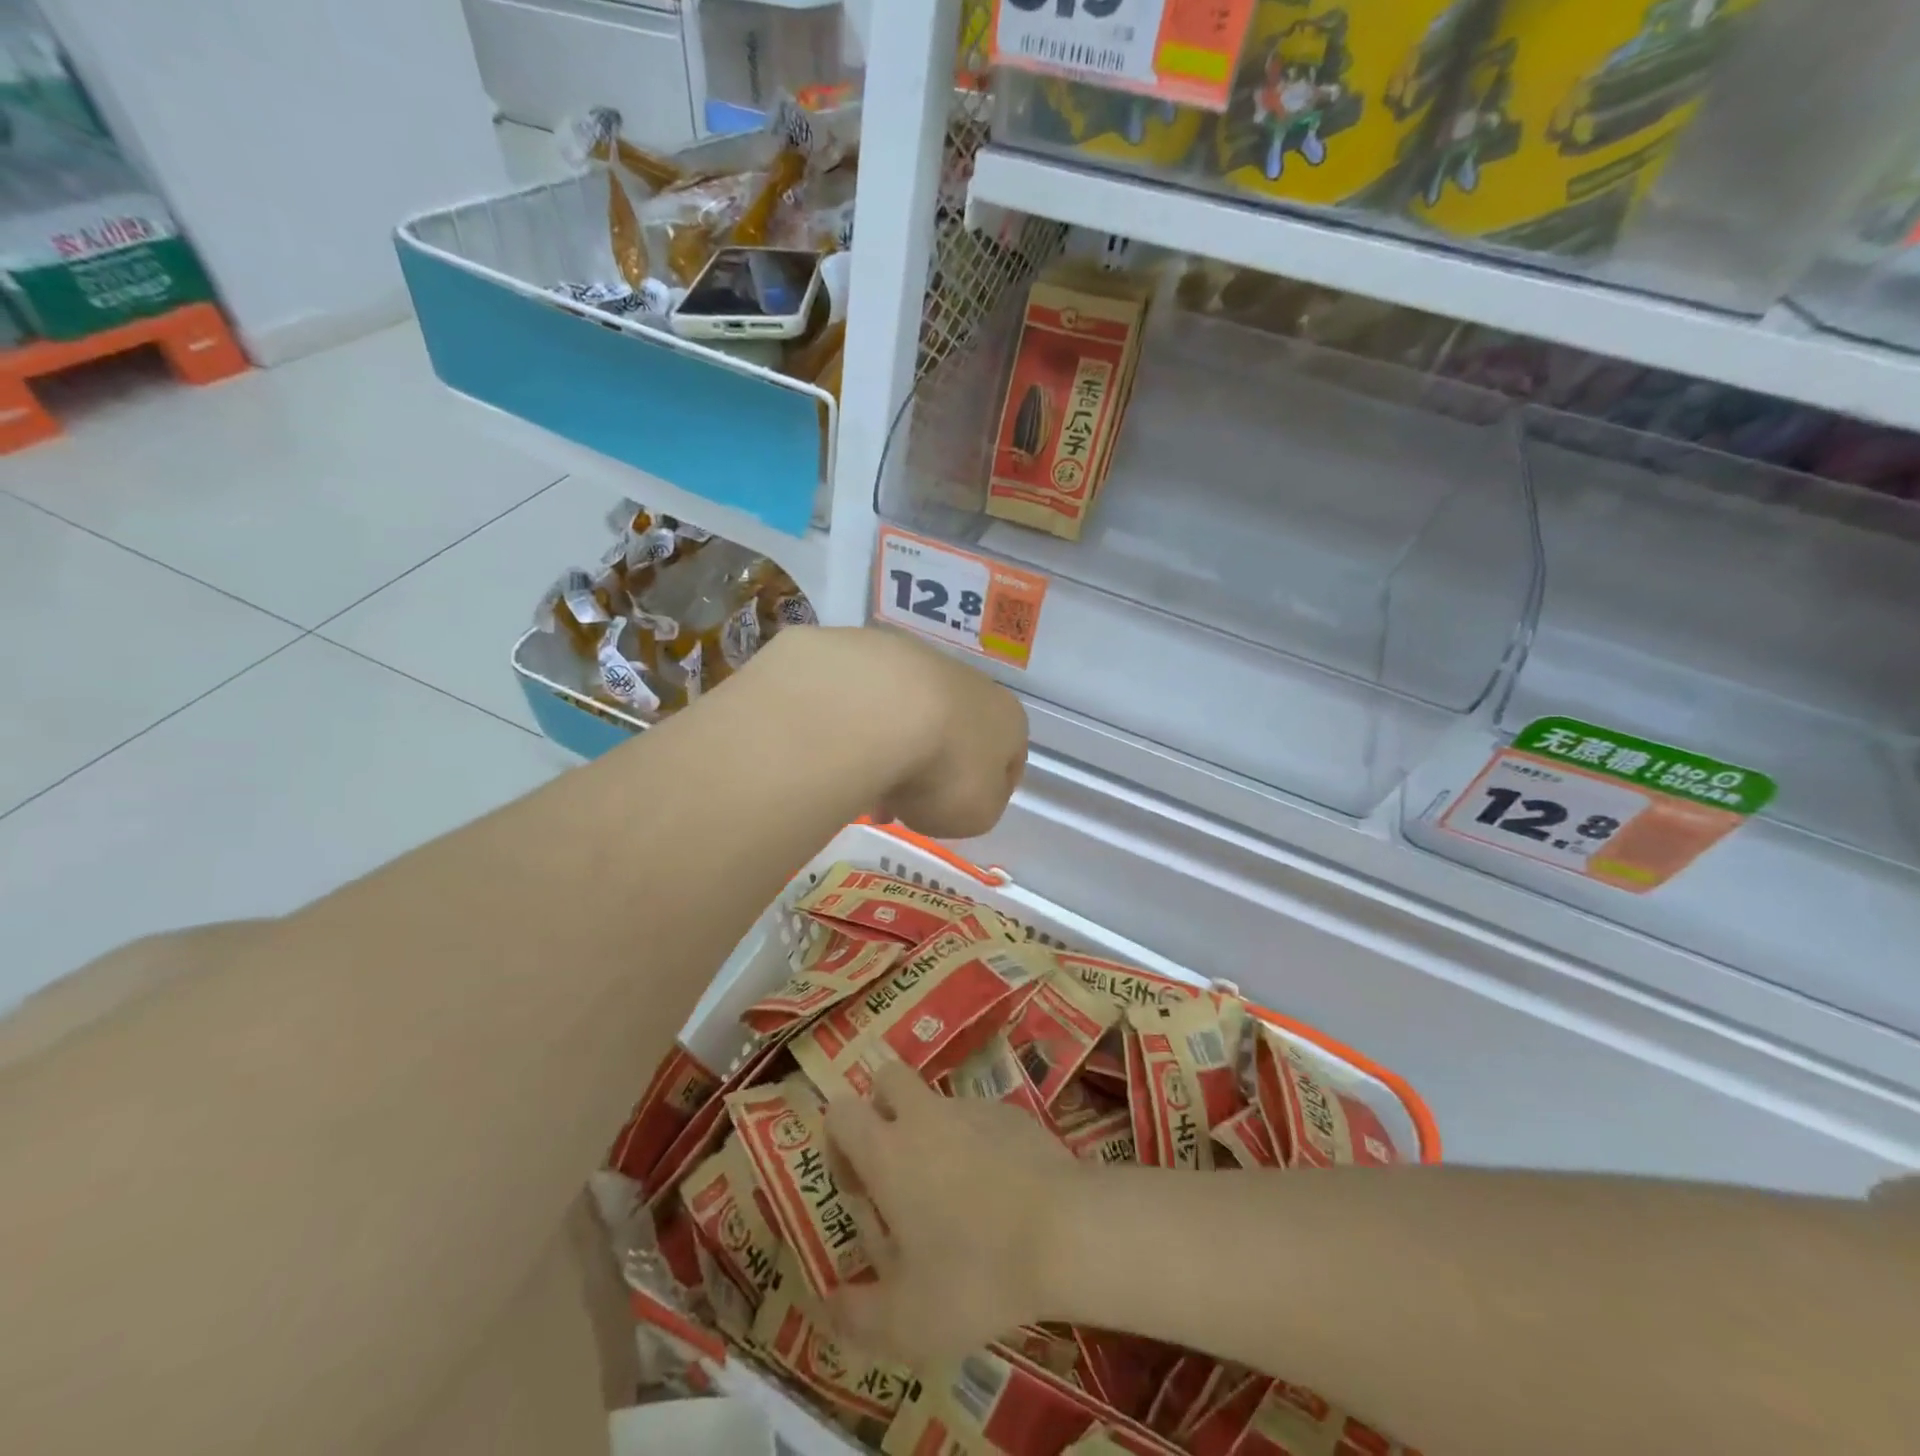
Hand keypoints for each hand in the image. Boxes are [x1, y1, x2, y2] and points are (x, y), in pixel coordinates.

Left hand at [764, 628, 1028, 839]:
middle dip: (933, 776)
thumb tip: (963, 798)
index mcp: (1009, 721)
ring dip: (896, 753)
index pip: (1009, 762)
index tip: (956, 817)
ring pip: (914, 721)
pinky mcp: (874, 656)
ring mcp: (923, 666)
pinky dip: (866, 731)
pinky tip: (848, 753)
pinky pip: (876, 706)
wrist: (881, 710)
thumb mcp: (977, 815)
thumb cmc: (945, 770)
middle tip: (902, 808)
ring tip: (864, 786)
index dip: (985, 794)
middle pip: (957, 740)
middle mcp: (973, 686)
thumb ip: (979, 808)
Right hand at [822, 1060, 1079, 1364]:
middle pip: (887, 1078)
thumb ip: (857, 1316)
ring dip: (933, 1132)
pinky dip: (978, 1143)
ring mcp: (972, 1107)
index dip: (839, 1140)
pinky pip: (980, 1118)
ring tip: (956, 1197)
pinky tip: (1001, 1193)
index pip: (841, 1111)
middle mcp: (925, 1115)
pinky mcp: (1013, 1112)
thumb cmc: (976, 1274)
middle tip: (897, 1167)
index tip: (858, 1185)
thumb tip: (829, 1307)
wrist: (1066, 1232)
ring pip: (936, 1101)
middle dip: (882, 1109)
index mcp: (888, 1151)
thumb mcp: (908, 1322)